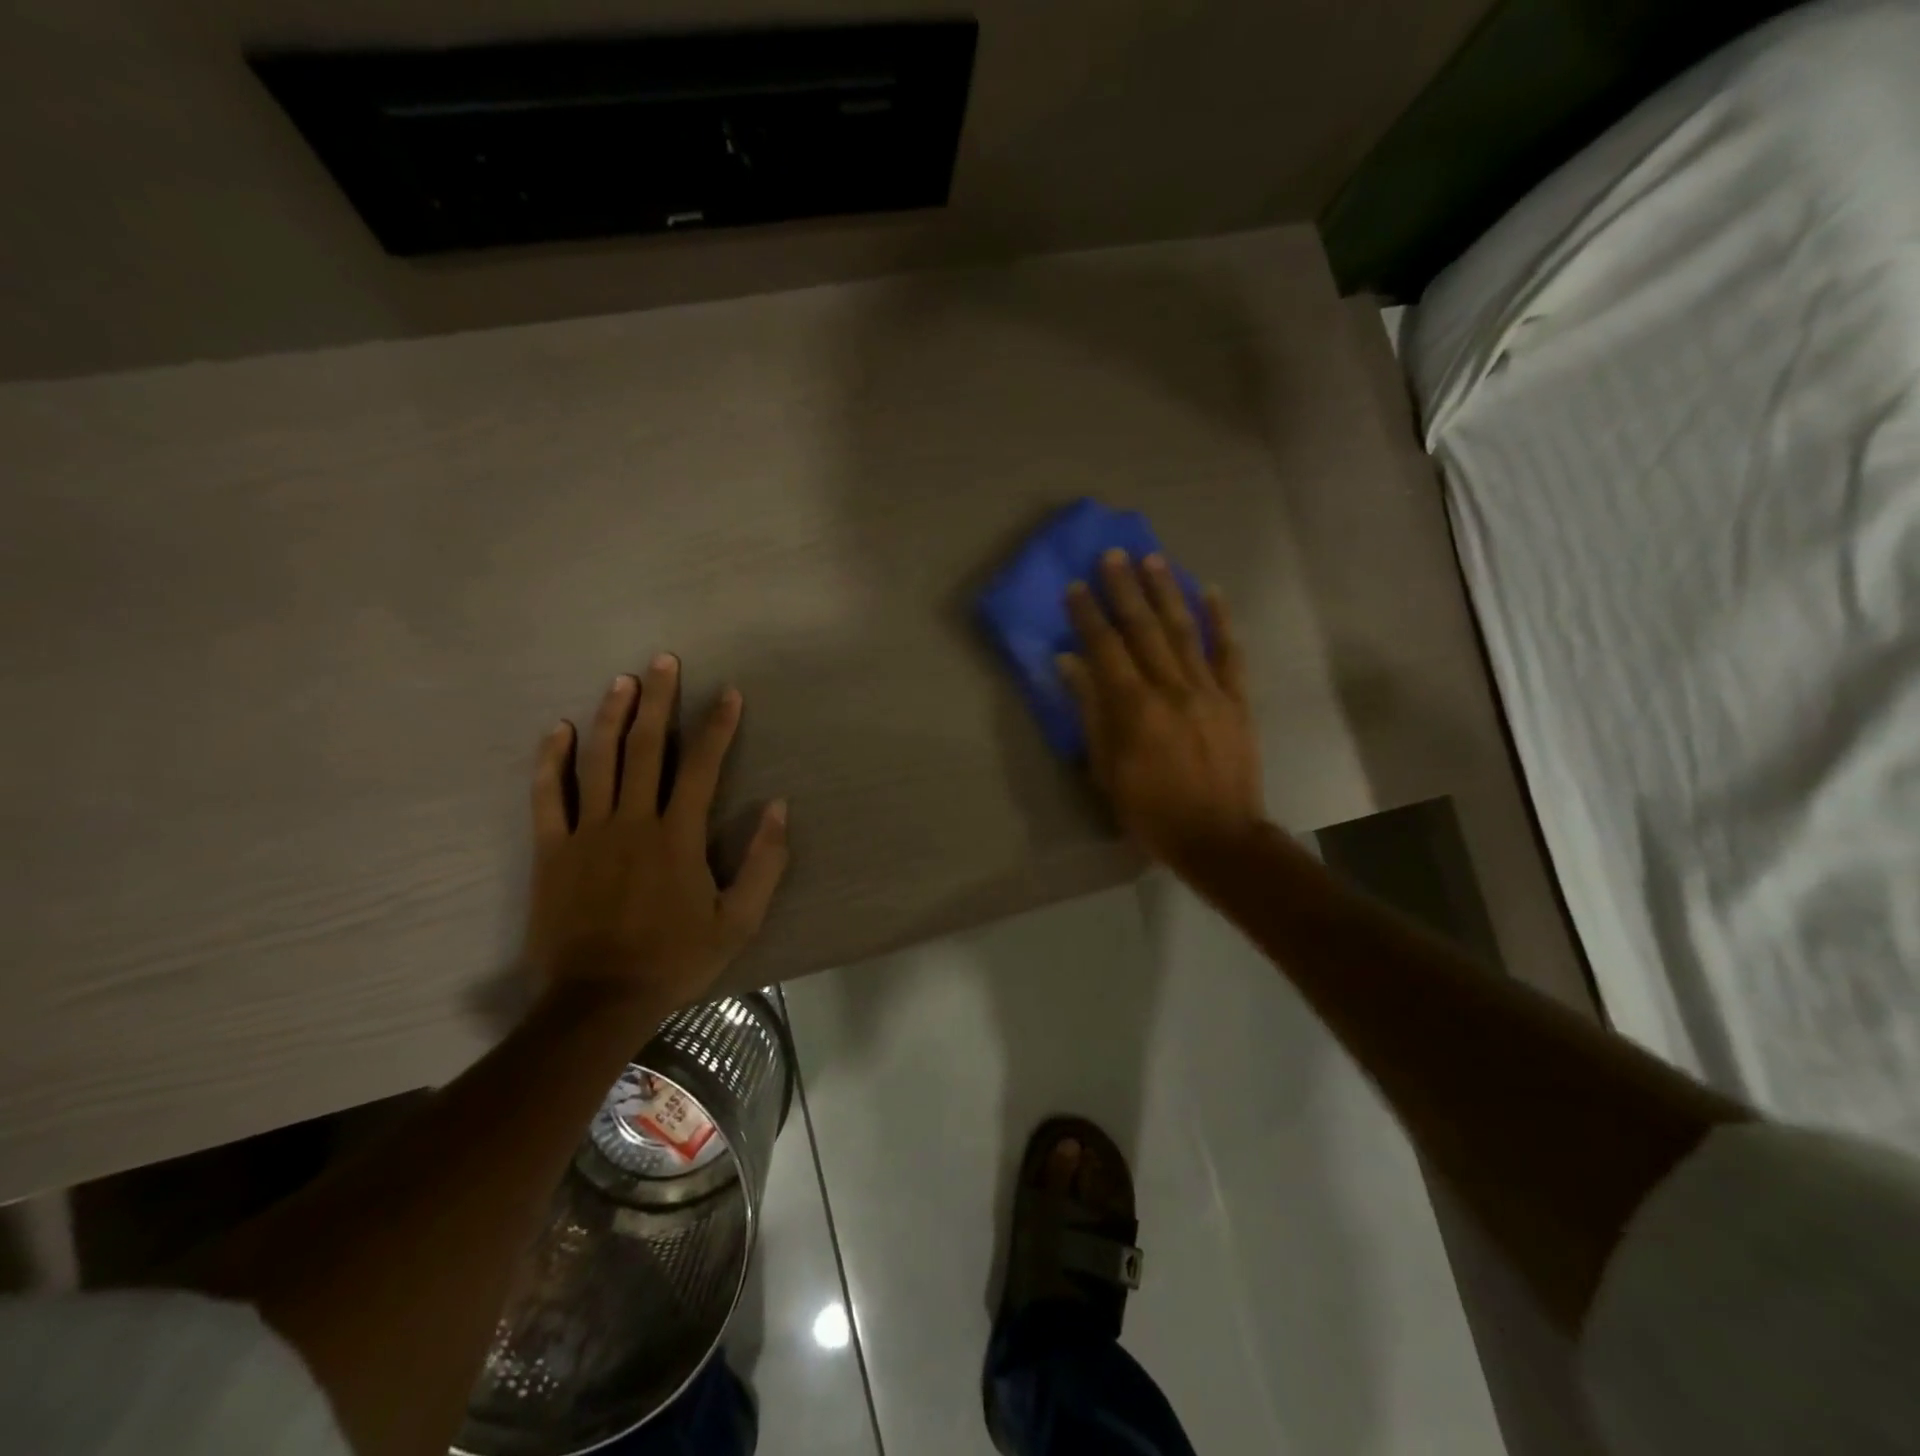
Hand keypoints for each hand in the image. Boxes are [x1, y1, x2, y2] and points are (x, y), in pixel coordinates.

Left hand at [524, 656, 789, 1013]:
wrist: (598, 1000)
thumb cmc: (675, 958)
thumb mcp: (739, 920)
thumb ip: (764, 862)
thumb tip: (780, 807)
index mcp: (678, 836)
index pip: (702, 767)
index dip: (718, 726)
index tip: (728, 692)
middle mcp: (633, 821)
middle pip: (647, 749)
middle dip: (660, 701)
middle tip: (665, 661)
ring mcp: (587, 833)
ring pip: (599, 761)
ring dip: (612, 716)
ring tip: (623, 680)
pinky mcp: (552, 850)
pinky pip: (548, 796)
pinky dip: (551, 760)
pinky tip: (559, 729)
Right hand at [1058, 549, 1265, 870]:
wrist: (1218, 837)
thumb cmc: (1151, 811)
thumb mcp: (1107, 770)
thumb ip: (1091, 712)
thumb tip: (1071, 664)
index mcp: (1135, 708)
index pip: (1106, 649)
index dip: (1089, 615)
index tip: (1076, 585)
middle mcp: (1171, 689)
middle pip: (1144, 629)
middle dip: (1126, 589)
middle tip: (1113, 555)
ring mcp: (1209, 691)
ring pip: (1184, 631)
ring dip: (1166, 592)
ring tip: (1153, 559)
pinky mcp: (1236, 700)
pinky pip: (1229, 653)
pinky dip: (1221, 621)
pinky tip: (1210, 592)